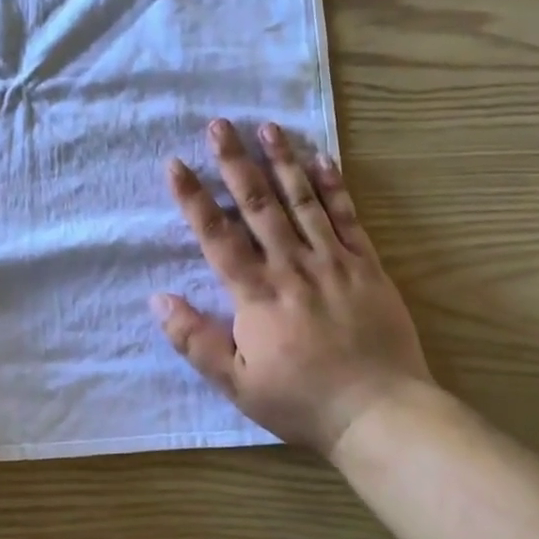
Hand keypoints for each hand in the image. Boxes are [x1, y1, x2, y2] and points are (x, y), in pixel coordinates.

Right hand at [154, 119, 435, 459]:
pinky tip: (321, 159)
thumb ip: (195, 340)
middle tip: (219, 125)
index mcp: (256, 294)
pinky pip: (347, 218)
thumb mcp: (237, 382)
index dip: (193, 198)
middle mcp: (291, 266)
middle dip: (235, 163)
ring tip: (267, 127)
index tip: (176, 164)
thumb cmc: (302, 401)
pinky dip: (334, 187)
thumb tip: (158, 299)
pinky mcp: (366, 265)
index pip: (216, 235)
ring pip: (302, 201)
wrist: (380, 413)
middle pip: (258, 205)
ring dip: (282, 162)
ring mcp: (332, 261)